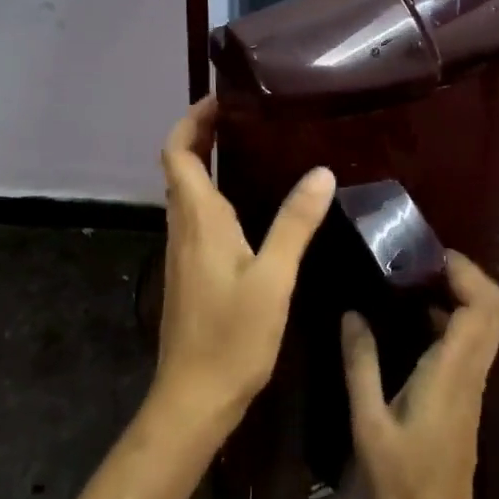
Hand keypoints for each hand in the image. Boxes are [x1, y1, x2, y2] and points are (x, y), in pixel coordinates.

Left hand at [151, 96, 335, 440]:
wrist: (194, 398)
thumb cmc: (231, 337)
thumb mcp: (273, 278)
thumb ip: (295, 224)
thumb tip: (321, 172)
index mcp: (198, 220)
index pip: (177, 153)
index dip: (191, 121)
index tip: (220, 100)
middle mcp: (183, 228)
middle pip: (180, 168)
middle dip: (202, 135)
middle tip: (245, 117)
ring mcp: (183, 252)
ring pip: (187, 193)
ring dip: (207, 164)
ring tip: (252, 149)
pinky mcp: (190, 272)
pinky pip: (197, 218)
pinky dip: (214, 196)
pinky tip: (250, 207)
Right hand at [342, 252, 498, 498]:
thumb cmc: (401, 484)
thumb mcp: (368, 423)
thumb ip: (361, 364)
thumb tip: (352, 314)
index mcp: (452, 372)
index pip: (481, 306)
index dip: (464, 271)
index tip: (428, 254)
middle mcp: (471, 372)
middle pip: (492, 309)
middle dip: (465, 275)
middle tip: (421, 261)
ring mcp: (473, 386)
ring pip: (486, 326)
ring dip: (460, 295)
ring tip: (414, 280)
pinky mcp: (467, 398)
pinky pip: (472, 344)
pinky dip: (453, 319)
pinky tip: (414, 320)